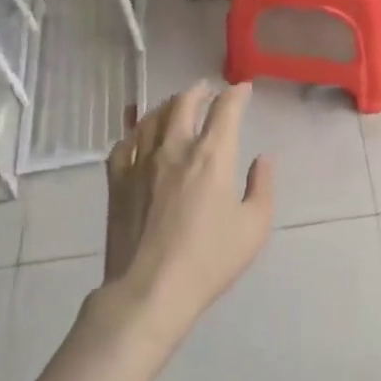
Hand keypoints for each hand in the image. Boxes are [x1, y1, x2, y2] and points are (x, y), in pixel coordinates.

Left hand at [95, 82, 275, 349]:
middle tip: (206, 89)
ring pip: (152, 118)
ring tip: (176, 104)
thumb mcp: (254, 227)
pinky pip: (124, 143)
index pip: (225, 110)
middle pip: (184, 103)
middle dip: (199, 91)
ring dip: (168, 105)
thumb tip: (263, 159)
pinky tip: (140, 135)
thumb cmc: (208, 261)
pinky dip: (135, 131)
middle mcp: (175, 148)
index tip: (243, 89)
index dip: (236, 94)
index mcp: (211, 156)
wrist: (149, 291)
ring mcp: (141, 162)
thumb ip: (262, 187)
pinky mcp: (117, 181)